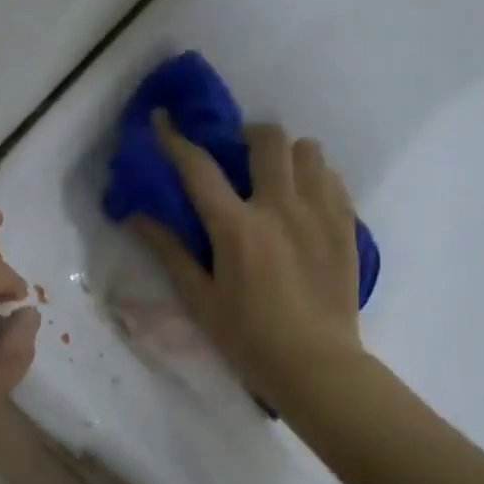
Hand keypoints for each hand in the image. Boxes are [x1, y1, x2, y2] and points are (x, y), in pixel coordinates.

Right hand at [132, 113, 364, 405]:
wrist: (318, 366)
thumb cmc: (249, 338)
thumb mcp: (200, 299)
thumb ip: (170, 251)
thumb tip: (137, 215)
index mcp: (237, 228)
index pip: (198, 168)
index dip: (175, 139)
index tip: (163, 118)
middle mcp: (280, 208)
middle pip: (267, 140)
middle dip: (247, 136)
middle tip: (238, 157)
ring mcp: (319, 213)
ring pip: (307, 150)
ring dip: (286, 154)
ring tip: (276, 177)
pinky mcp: (346, 225)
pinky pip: (332, 177)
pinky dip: (314, 176)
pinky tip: (303, 200)